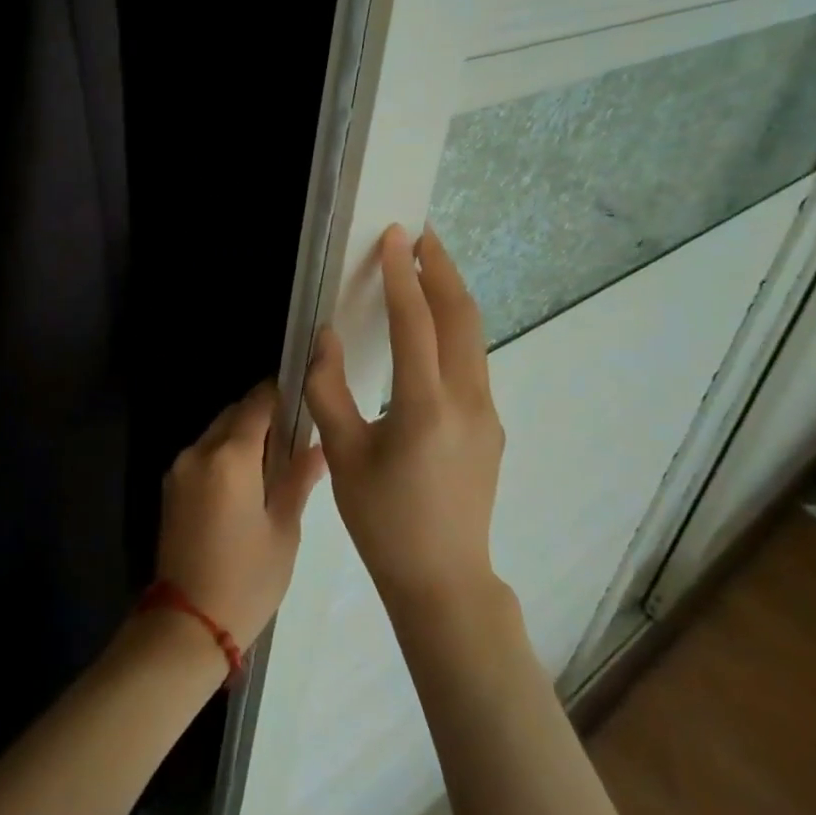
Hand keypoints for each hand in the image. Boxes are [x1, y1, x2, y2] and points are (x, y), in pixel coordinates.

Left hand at [153, 381, 328, 651]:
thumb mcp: (283, 530)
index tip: (303, 394)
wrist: (187, 624)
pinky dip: (225, 454)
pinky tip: (248, 479)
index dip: (280, 393)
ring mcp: (180, 468)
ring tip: (275, 458)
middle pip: (234, 414)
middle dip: (262, 414)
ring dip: (242, 434)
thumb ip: (298, 480)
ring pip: (217, 432)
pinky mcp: (171, 487)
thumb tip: (318, 448)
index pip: (257, 403)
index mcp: (229, 457)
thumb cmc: (246, 580)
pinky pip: (203, 454)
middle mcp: (199, 452)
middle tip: (296, 432)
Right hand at [305, 224, 504, 608]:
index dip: (402, 274)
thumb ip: (328, 390)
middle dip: (443, 268)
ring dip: (452, 294)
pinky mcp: (491, 426)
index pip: (416, 321)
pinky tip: (434, 328)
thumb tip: (323, 338)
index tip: (395, 235)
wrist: (444, 581)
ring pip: (474, 337)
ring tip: (429, 266)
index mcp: (425, 406)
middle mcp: (467, 400)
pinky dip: (455, 328)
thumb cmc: (383, 520)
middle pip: (461, 316)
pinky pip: (473, 361)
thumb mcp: (342, 455)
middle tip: (422, 234)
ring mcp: (487, 413)